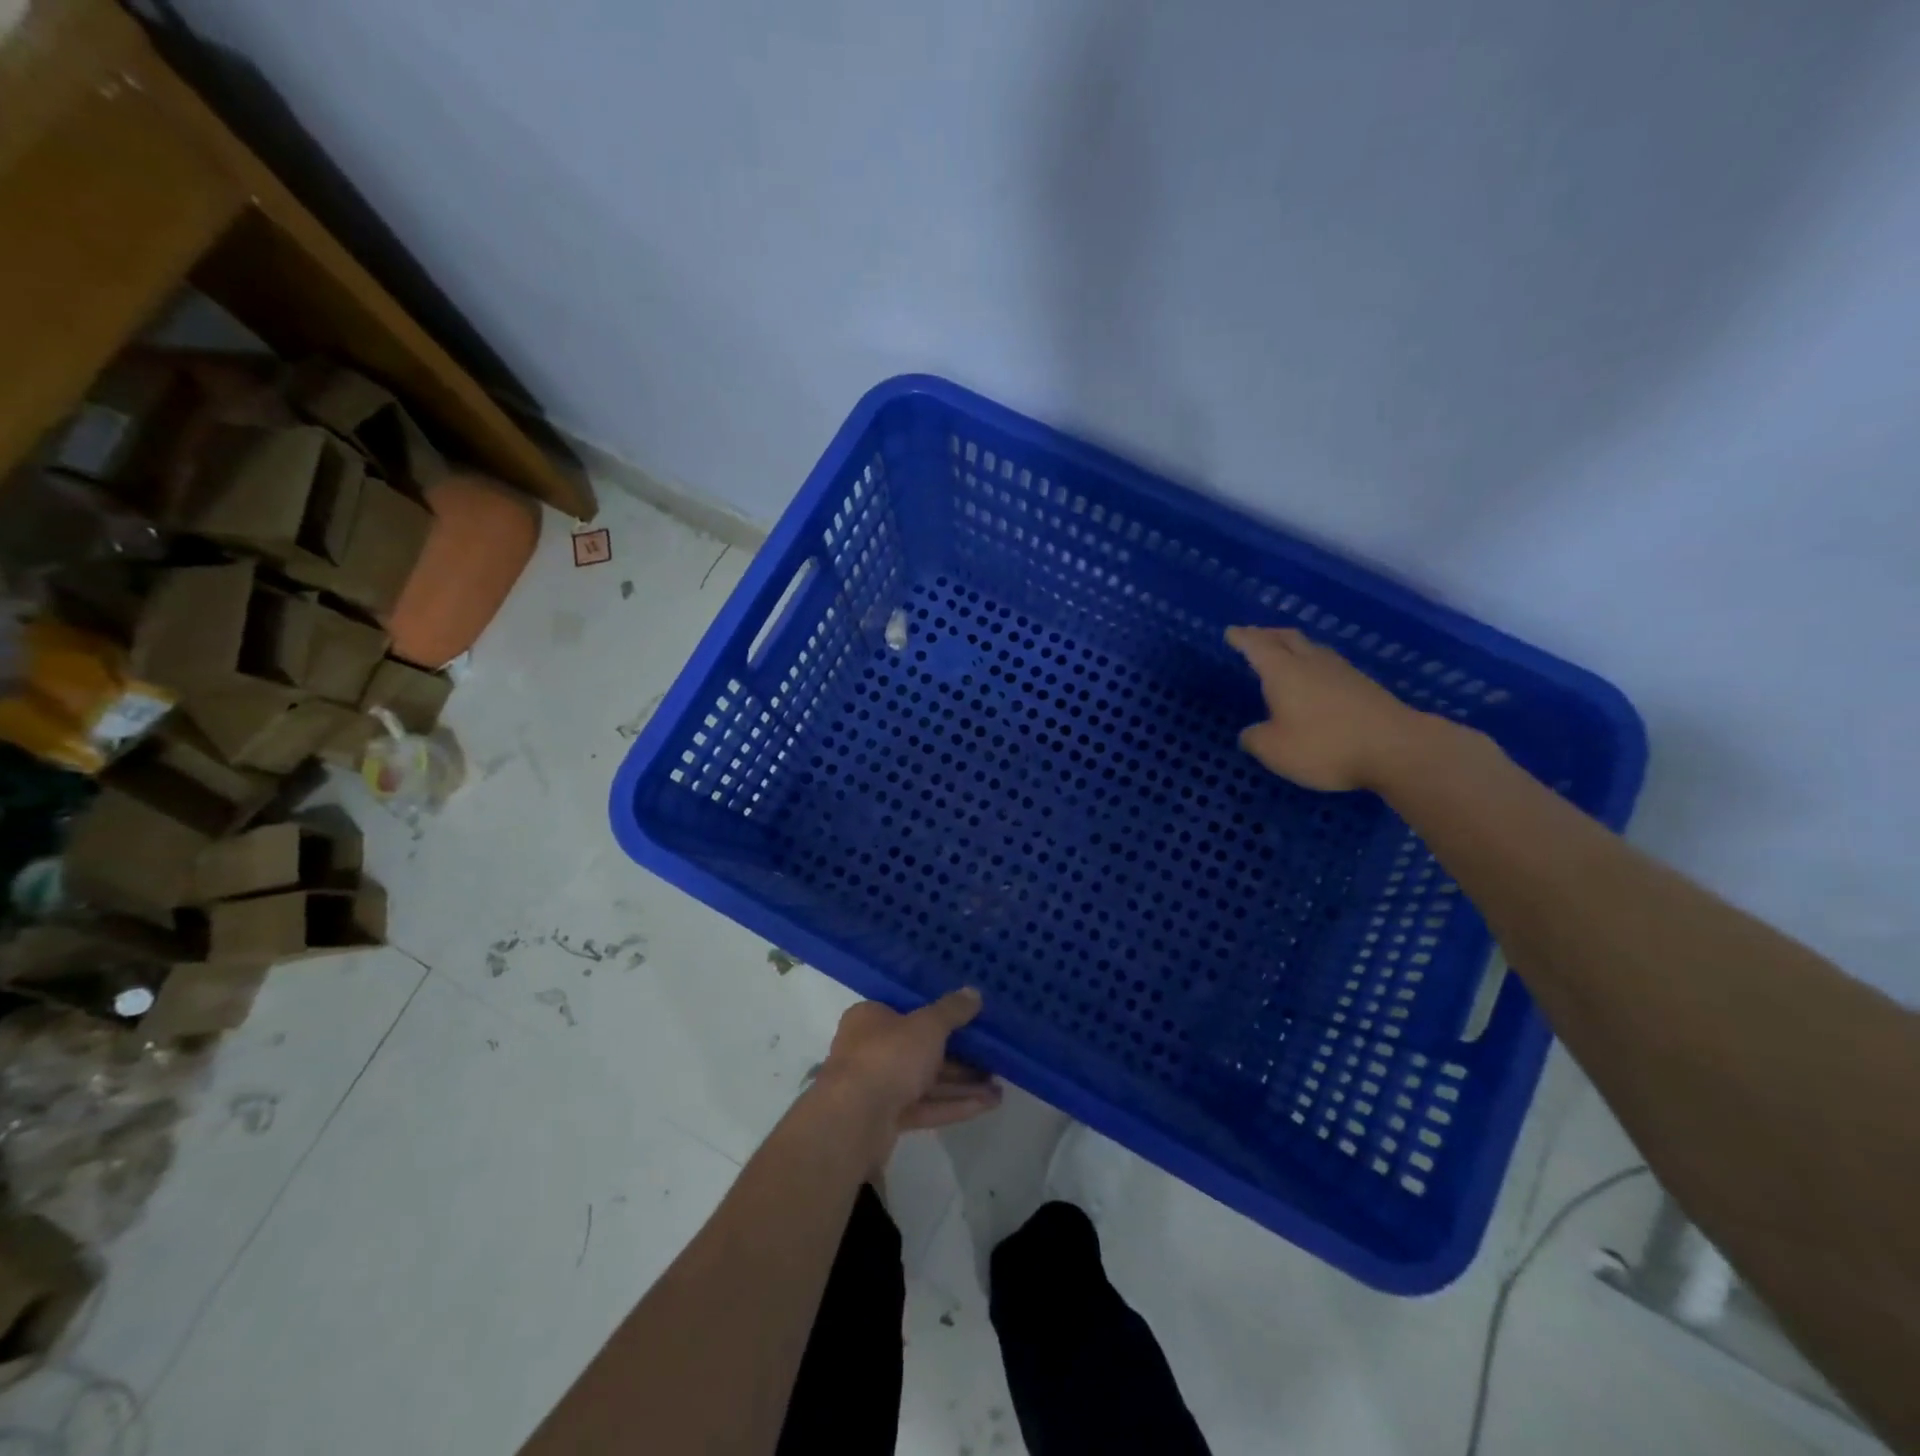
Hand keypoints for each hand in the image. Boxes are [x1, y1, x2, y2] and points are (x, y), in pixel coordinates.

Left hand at [816, 990, 1001, 1138]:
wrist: (854, 1119)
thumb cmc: (888, 1055)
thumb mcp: (927, 1025)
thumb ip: (952, 1011)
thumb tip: (974, 992)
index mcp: (871, 1018)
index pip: (908, 1011)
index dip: (940, 1015)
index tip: (970, 1021)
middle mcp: (871, 1049)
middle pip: (921, 1049)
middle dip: (959, 1057)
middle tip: (992, 1058)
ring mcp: (878, 1086)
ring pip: (926, 1081)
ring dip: (962, 1084)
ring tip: (999, 1088)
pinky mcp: (886, 1119)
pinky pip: (925, 1106)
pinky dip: (953, 1105)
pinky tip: (986, 1106)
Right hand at [1225, 625, 1425, 791]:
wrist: (1397, 749)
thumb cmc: (1325, 746)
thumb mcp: (1275, 750)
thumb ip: (1255, 738)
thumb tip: (1251, 732)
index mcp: (1284, 672)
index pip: (1257, 646)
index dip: (1242, 638)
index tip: (1231, 632)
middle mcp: (1312, 663)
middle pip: (1287, 638)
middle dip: (1267, 634)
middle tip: (1254, 636)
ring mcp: (1342, 672)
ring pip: (1312, 649)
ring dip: (1294, 647)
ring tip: (1284, 654)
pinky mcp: (1364, 686)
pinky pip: (1329, 665)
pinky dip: (1313, 665)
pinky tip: (1315, 680)